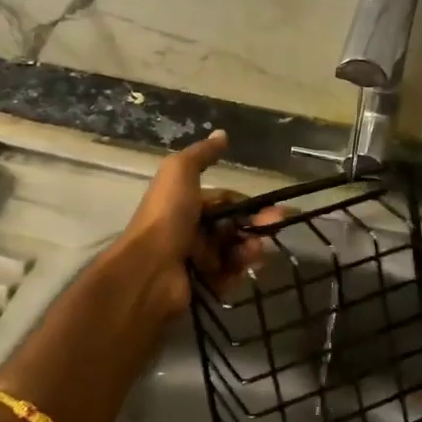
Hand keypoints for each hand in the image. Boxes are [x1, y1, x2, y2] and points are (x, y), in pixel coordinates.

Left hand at [116, 130, 275, 314]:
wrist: (149, 270)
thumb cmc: (167, 217)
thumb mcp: (180, 172)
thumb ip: (202, 155)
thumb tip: (222, 134)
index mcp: (186, 204)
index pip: (226, 201)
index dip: (248, 204)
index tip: (272, 209)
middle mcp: (190, 230)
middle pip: (233, 227)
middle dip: (255, 226)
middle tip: (273, 228)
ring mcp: (194, 260)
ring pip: (233, 253)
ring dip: (249, 249)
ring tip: (256, 251)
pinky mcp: (200, 287)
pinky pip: (227, 278)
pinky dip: (238, 273)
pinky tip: (243, 270)